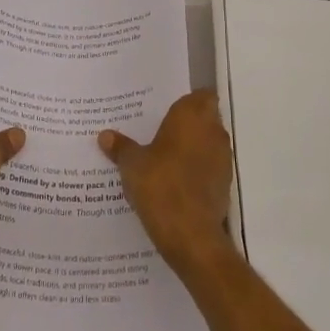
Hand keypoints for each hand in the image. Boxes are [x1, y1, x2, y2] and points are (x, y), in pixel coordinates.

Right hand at [98, 89, 233, 272]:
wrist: (191, 235)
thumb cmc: (160, 186)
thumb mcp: (132, 165)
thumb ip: (121, 147)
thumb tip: (104, 135)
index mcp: (192, 116)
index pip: (200, 95)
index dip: (187, 101)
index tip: (167, 110)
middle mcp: (213, 131)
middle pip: (205, 118)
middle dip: (187, 124)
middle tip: (159, 133)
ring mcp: (223, 158)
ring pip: (208, 143)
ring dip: (193, 148)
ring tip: (164, 159)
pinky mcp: (225, 184)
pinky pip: (210, 167)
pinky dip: (197, 170)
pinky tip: (176, 182)